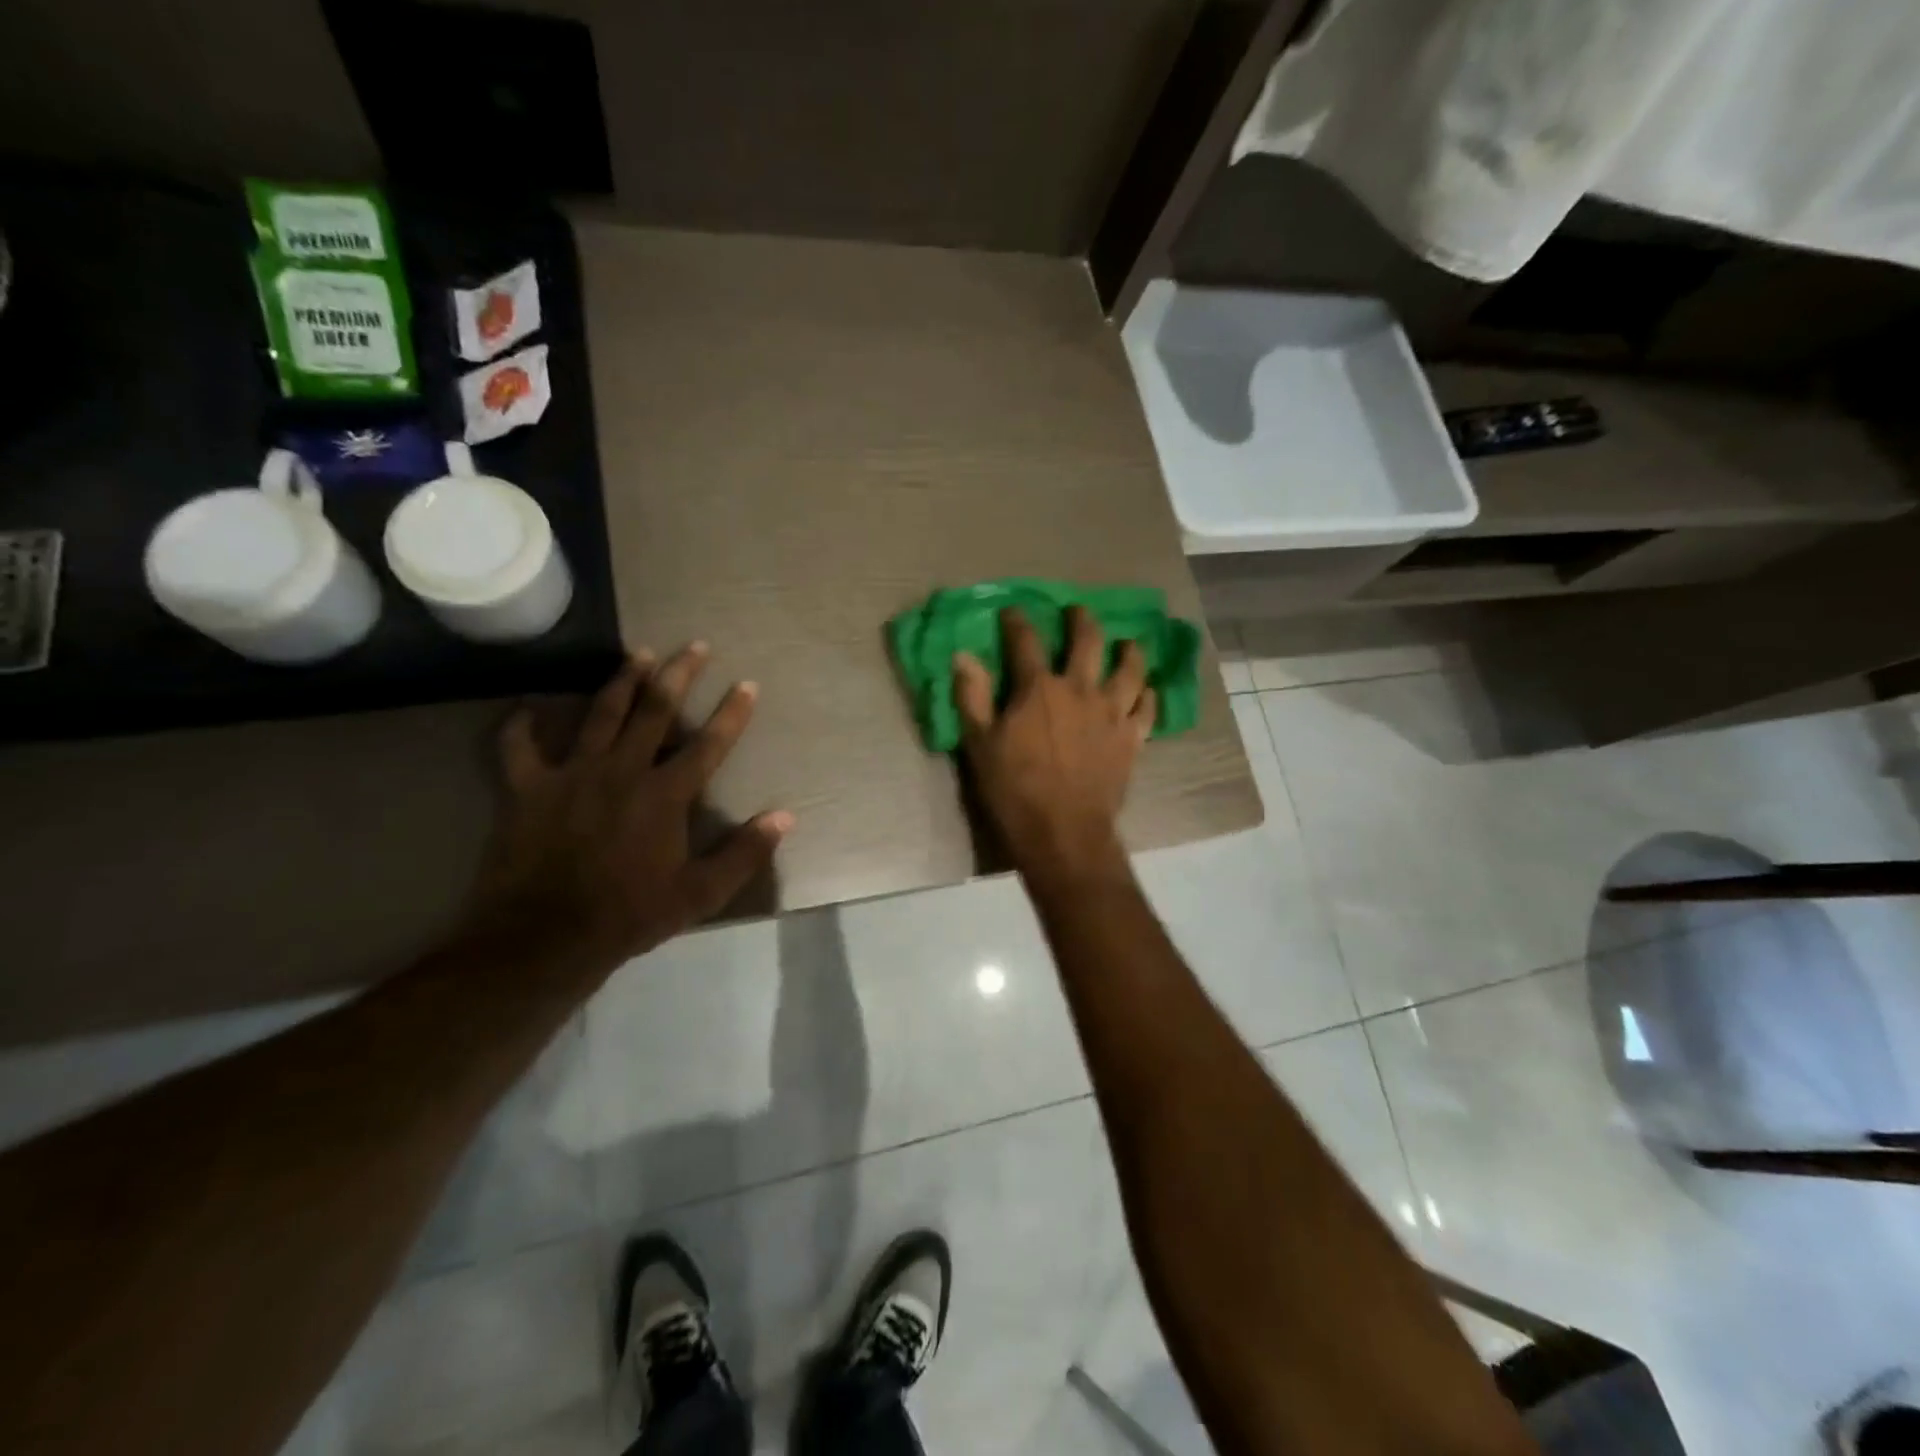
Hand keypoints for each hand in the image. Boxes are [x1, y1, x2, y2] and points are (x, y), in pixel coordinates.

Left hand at [468, 644, 792, 967]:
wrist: (545, 937)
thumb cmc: (630, 914)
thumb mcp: (700, 893)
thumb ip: (745, 852)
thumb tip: (785, 817)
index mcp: (665, 795)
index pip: (708, 744)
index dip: (732, 713)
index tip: (748, 684)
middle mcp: (622, 771)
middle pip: (655, 711)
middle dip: (679, 675)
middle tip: (694, 645)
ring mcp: (572, 774)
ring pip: (601, 714)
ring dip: (622, 680)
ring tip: (639, 652)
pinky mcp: (528, 788)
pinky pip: (520, 746)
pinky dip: (522, 725)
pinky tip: (527, 708)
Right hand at [953, 607, 1153, 883]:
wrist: (1064, 832)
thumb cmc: (1015, 790)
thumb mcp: (980, 745)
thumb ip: (972, 697)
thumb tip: (963, 656)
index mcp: (1039, 688)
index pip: (1026, 641)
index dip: (1017, 621)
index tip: (1012, 611)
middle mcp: (1080, 690)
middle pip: (1088, 640)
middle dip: (1081, 620)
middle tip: (1077, 612)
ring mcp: (1112, 712)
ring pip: (1130, 668)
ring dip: (1129, 651)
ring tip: (1127, 643)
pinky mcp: (1132, 738)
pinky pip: (1148, 708)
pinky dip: (1148, 695)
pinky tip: (1146, 691)